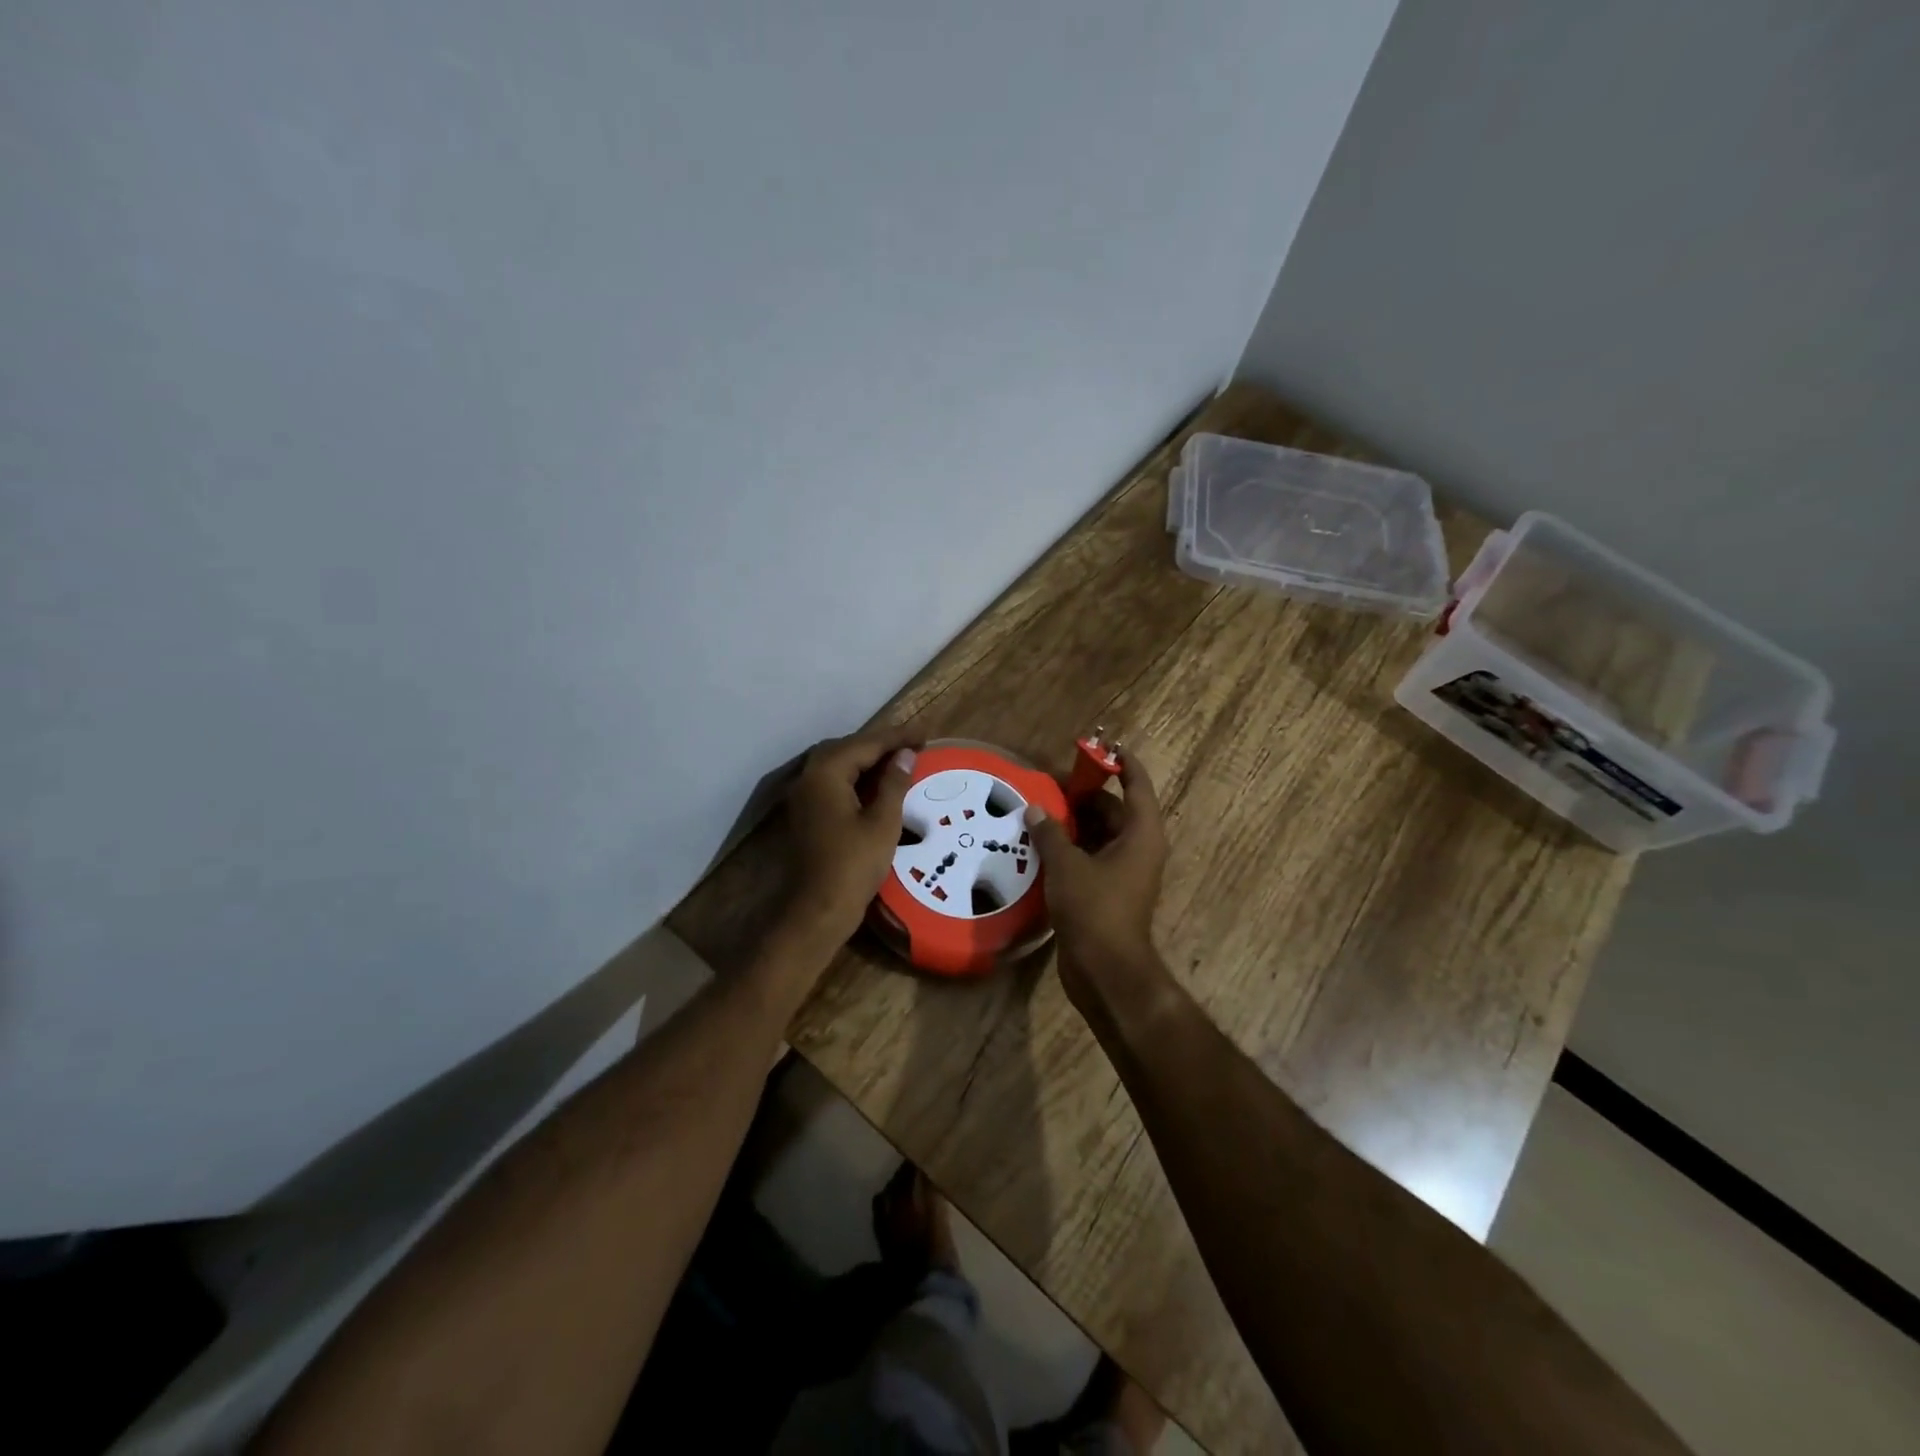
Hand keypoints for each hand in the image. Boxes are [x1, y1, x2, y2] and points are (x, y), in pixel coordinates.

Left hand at [782, 724, 919, 950]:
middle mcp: (810, 777)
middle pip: (848, 749)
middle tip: (913, 745)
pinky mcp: (808, 813)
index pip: (866, 743)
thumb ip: (894, 783)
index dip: (896, 737)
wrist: (819, 908)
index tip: (924, 734)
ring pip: (839, 765)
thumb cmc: (854, 864)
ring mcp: (805, 796)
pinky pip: (834, 783)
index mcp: (826, 773)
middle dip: (880, 744)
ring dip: (868, 760)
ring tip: (900, 760)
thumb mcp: (883, 822)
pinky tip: (878, 785)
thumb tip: (904, 755)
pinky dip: (857, 778)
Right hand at [1022, 756, 1167, 1014]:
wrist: (1106, 971)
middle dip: (1084, 795)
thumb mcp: (1067, 866)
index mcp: (1141, 834)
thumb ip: (1050, 833)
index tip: (1102, 745)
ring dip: (1073, 823)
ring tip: (1039, 810)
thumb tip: (1034, 809)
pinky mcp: (1107, 891)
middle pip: (1114, 809)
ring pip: (1100, 834)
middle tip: (1049, 784)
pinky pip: (1090, 857)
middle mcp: (1138, 848)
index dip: (1122, 763)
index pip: (1137, 786)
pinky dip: (1070, 847)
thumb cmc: (1094, 910)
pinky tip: (1040, 843)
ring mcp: (1124, 872)